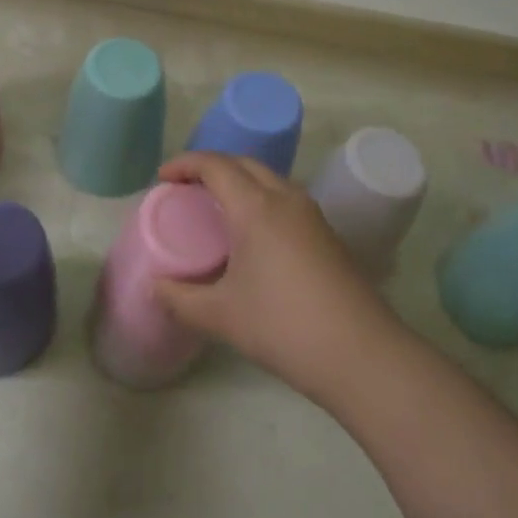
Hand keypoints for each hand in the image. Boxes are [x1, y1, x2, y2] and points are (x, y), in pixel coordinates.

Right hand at [153, 152, 403, 405]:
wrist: (362, 354)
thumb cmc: (283, 326)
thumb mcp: (221, 315)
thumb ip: (179, 299)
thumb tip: (155, 288)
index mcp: (256, 207)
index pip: (215, 165)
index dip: (185, 163)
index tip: (162, 178)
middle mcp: (286, 199)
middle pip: (244, 163)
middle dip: (211, 167)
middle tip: (185, 189)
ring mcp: (312, 215)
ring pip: (269, 179)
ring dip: (239, 181)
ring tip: (216, 208)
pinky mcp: (327, 235)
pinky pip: (285, 200)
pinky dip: (260, 200)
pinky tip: (252, 235)